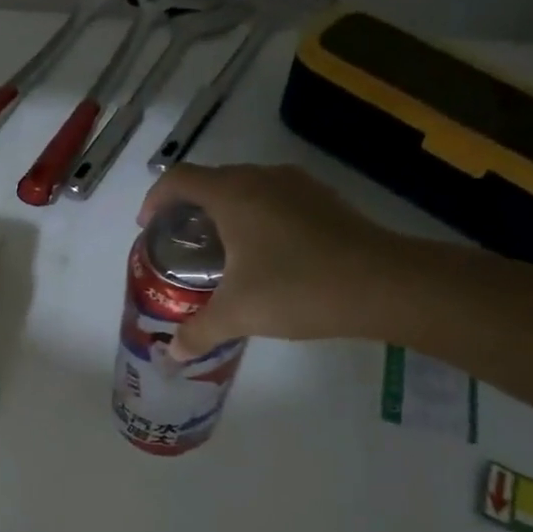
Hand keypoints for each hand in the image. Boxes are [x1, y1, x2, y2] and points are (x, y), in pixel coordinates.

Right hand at [138, 163, 409, 357]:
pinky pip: (275, 198)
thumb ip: (198, 331)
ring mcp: (298, 186)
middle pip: (211, 180)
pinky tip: (265, 254)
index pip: (178, 179)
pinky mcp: (324, 200)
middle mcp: (262, 178)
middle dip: (188, 208)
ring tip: (219, 249)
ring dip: (224, 211)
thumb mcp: (238, 314)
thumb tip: (173, 353)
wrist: (385, 284)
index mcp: (232, 194)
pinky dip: (256, 217)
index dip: (155, 199)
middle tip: (181, 244)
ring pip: (246, 188)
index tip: (147, 227)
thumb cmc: (298, 288)